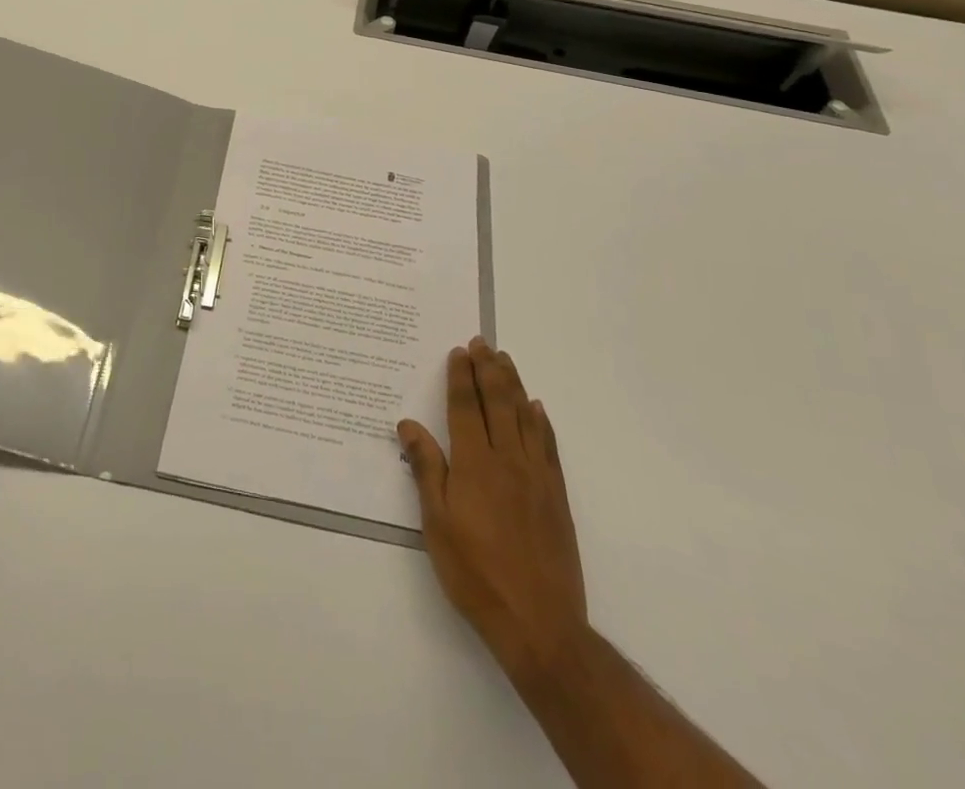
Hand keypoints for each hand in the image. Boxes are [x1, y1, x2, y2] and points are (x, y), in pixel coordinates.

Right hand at [398, 337, 587, 680]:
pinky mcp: (556, 495)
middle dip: (488, 369)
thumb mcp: (436, 524)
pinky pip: (549, 445)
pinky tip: (537, 408)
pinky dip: (542, 421)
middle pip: (498, 402)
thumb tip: (408, 424)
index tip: (459, 351)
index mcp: (475, 464)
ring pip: (525, 416)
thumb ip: (426, 469)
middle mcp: (508, 459)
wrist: (539, 623)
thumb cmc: (475, 573)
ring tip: (505, 359)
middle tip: (481, 342)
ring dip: (514, 384)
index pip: (466, 407)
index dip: (461, 377)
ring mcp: (536, 476)